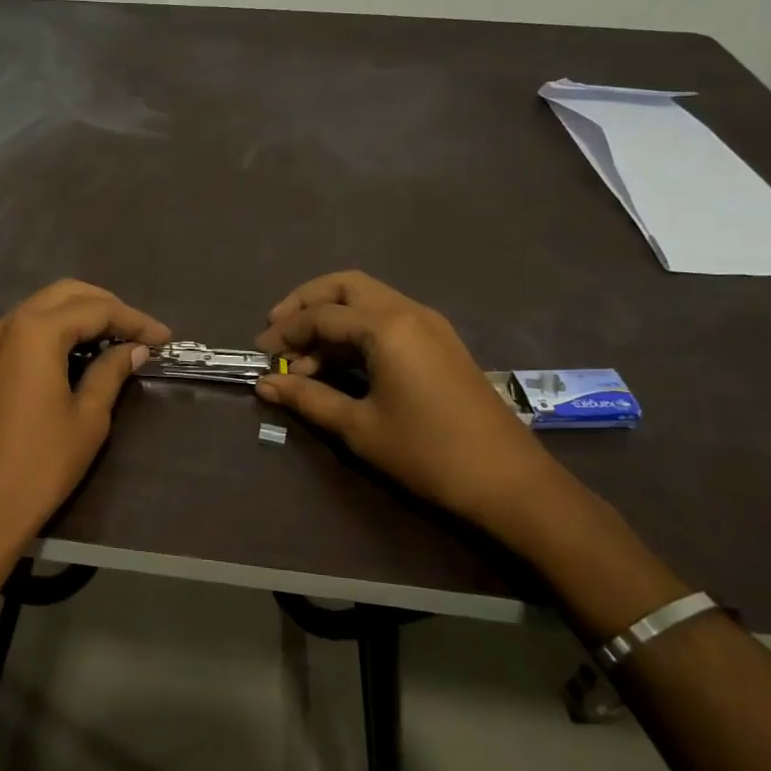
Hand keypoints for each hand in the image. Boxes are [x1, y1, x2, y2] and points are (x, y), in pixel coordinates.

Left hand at [0, 280, 170, 562]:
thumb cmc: (40, 464)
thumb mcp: (88, 418)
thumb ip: (111, 372)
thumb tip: (135, 349)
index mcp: (36, 331)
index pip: (96, 310)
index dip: (135, 321)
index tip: (166, 338)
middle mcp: (8, 323)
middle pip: (66, 295)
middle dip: (107, 307)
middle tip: (141, 333)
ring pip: (43, 307)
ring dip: (80, 315)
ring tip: (116, 339)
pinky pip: (23, 328)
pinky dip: (54, 329)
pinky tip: (77, 351)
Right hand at [253, 270, 559, 528]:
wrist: (510, 483)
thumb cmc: (428, 454)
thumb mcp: (359, 428)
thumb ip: (308, 398)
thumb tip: (266, 384)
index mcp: (387, 326)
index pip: (321, 315)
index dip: (285, 332)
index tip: (259, 354)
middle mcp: (408, 311)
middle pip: (346, 287)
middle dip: (307, 303)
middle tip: (278, 331)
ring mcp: (429, 324)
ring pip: (368, 300)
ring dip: (332, 317)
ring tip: (304, 358)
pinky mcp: (440, 342)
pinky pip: (387, 318)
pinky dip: (357, 330)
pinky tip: (340, 363)